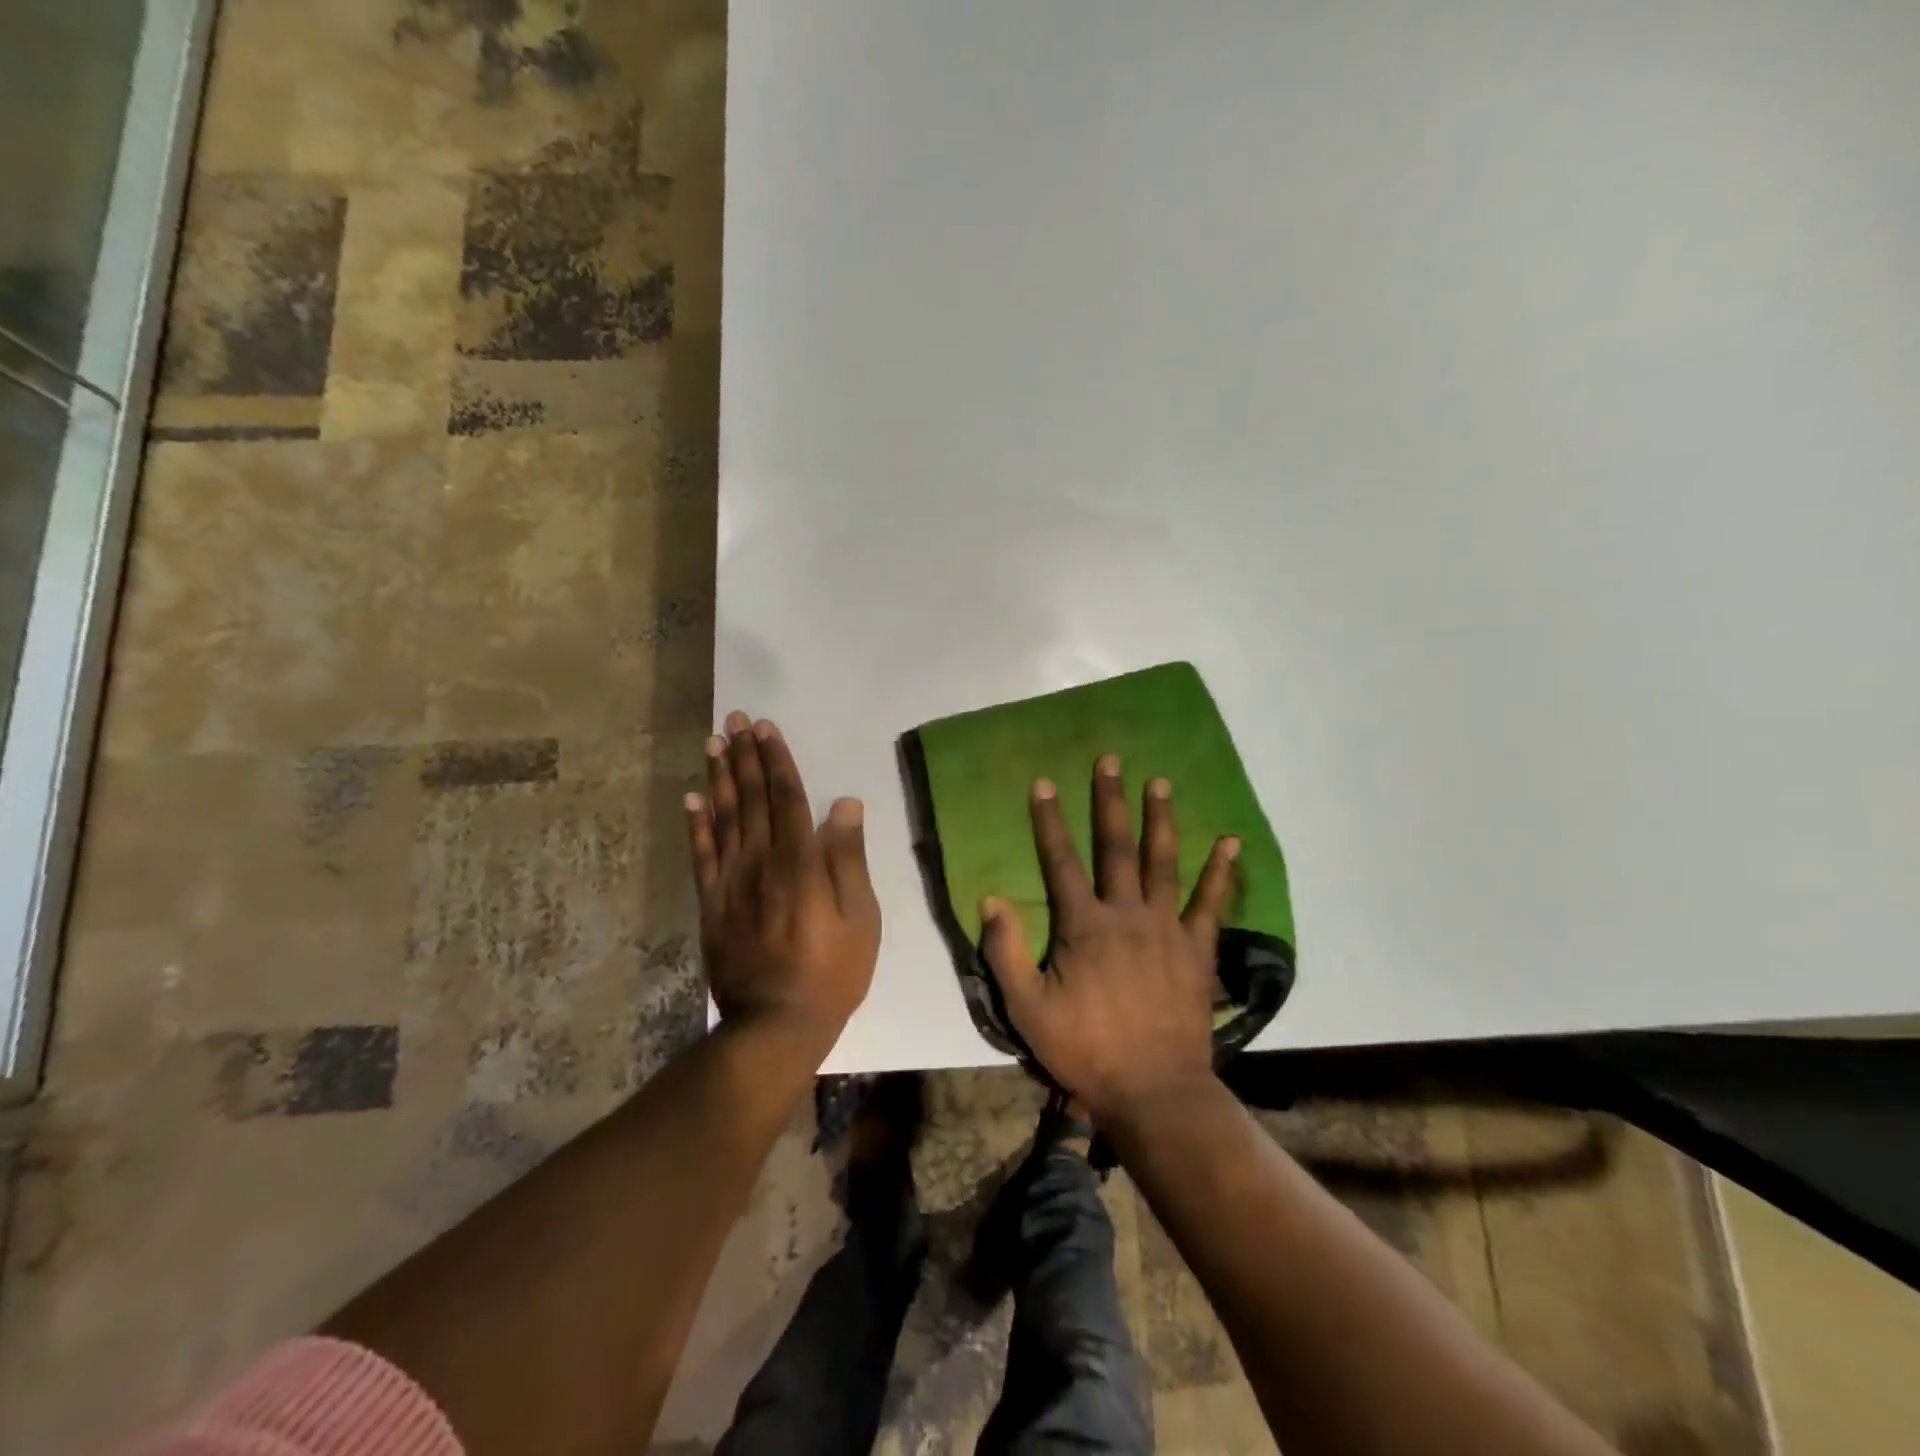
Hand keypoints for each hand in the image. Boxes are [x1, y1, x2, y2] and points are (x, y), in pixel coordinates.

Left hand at [686, 712, 880, 1052]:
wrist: (776, 1024)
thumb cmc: (832, 970)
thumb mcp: (860, 917)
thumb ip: (848, 858)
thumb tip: (844, 804)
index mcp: (800, 861)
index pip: (787, 797)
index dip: (777, 760)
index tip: (766, 728)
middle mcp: (761, 861)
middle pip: (752, 798)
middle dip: (745, 756)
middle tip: (734, 720)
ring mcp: (731, 882)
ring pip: (724, 818)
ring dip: (719, 777)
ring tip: (713, 743)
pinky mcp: (712, 904)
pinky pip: (701, 855)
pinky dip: (696, 824)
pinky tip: (692, 798)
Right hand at [980, 755, 1237, 1122]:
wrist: (1153, 1089)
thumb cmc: (1085, 1049)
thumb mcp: (1027, 1009)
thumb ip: (1005, 952)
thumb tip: (991, 898)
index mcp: (1084, 925)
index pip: (1061, 861)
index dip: (1049, 820)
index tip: (1044, 783)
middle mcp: (1126, 914)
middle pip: (1116, 847)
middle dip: (1110, 801)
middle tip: (1112, 761)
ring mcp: (1167, 928)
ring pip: (1163, 862)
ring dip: (1161, 820)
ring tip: (1161, 783)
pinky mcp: (1197, 948)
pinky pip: (1212, 903)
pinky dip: (1222, 873)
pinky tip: (1231, 842)